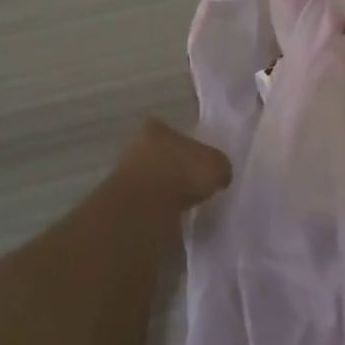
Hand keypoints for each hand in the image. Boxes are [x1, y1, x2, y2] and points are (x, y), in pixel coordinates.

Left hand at [111, 118, 231, 210]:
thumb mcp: (216, 165)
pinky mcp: (124, 200)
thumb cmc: (182, 171)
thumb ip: (219, 166)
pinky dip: (159, 208)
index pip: (175, 134)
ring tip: (185, 204)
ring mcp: (126, 173)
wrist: (146, 204)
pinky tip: (172, 216)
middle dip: (176, 170)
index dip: (190, 149)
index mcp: (156, 127)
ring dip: (166, 191)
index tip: (201, 165)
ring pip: (153, 179)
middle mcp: (137, 145)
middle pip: (162, 156)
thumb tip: (220, 175)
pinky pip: (148, 201)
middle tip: (195, 186)